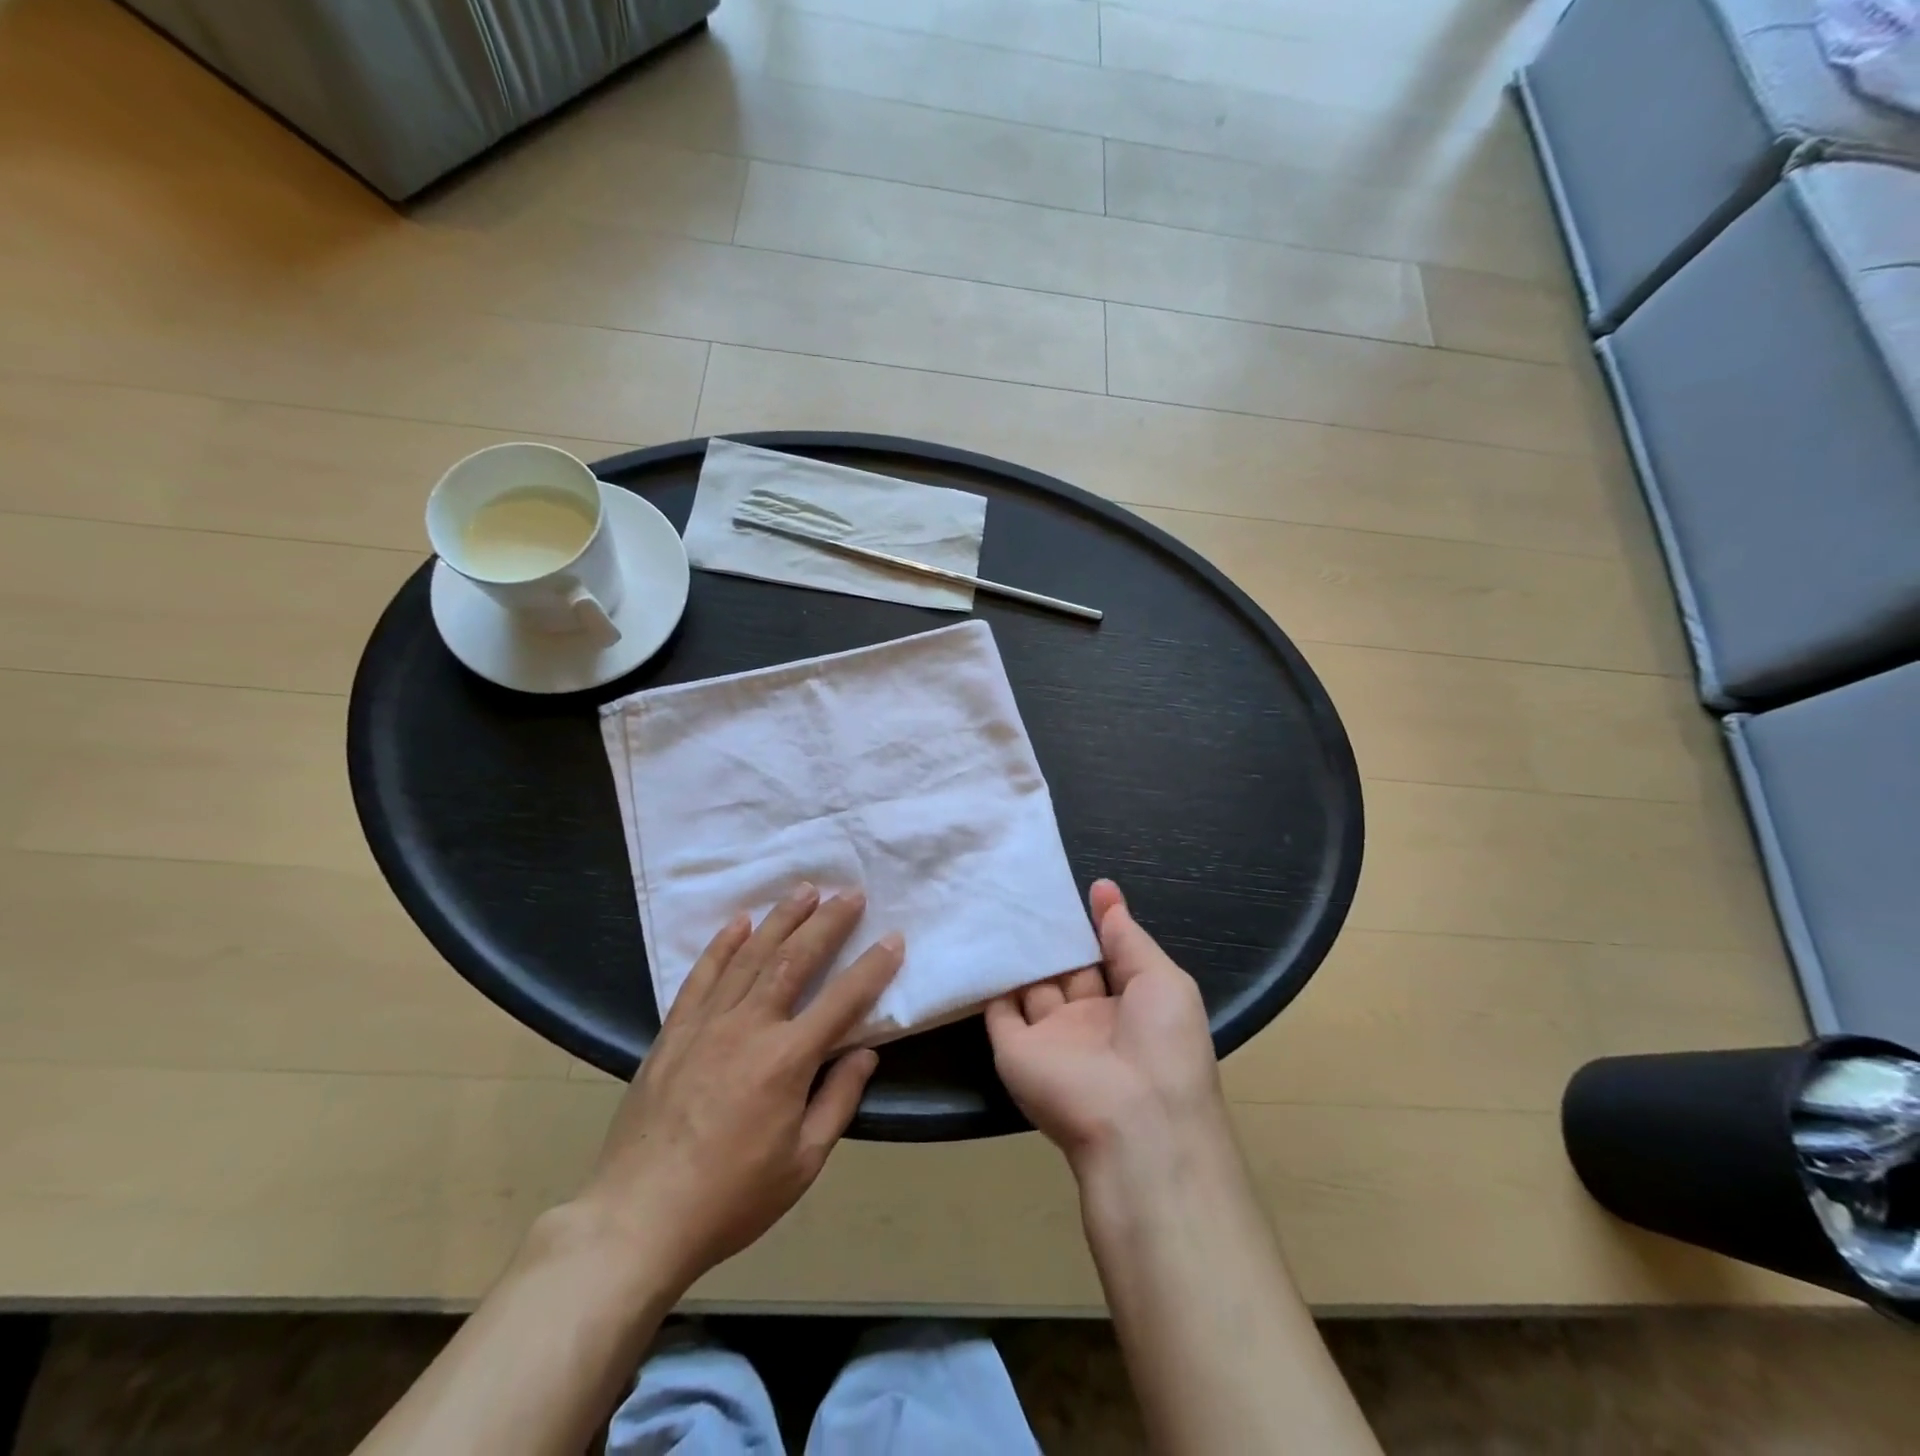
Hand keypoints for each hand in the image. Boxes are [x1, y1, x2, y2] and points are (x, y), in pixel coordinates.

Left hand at [566, 885, 900, 1291]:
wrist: (637, 1219)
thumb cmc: (730, 1199)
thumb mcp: (802, 1163)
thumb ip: (838, 1100)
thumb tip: (864, 1052)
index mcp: (786, 1060)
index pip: (842, 1000)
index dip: (873, 967)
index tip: (893, 938)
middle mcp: (749, 1027)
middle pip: (795, 959)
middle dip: (827, 922)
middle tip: (850, 893)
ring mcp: (706, 1024)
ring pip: (750, 956)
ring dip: (781, 919)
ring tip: (805, 890)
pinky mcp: (674, 1031)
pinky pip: (702, 975)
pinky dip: (722, 945)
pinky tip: (738, 922)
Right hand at [986, 879, 1226, 1177]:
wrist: (1135, 1120)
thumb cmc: (1163, 1043)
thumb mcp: (1163, 979)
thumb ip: (1128, 937)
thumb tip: (1105, 890)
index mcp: (1129, 1006)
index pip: (1106, 957)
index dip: (1094, 924)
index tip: (1077, 886)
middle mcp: (1087, 1020)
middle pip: (1066, 969)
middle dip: (1053, 934)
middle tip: (1029, 887)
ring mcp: (1049, 1036)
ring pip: (1031, 984)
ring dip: (1021, 952)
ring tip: (1001, 900)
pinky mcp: (1014, 1050)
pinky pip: (997, 1008)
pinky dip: (989, 979)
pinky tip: (981, 939)